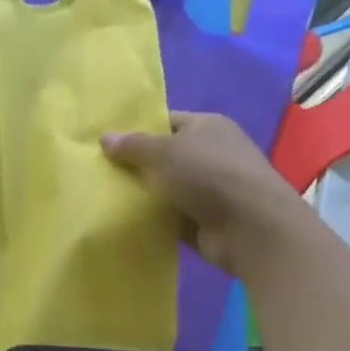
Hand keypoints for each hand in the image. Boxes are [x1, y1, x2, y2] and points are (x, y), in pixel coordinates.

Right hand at [102, 112, 311, 276]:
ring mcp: (210, 187)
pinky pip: (170, 214)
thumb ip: (132, 145)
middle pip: (164, 155)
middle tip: (99, 171)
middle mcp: (211, 153)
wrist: (250, 228)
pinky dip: (152, 217)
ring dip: (142, 193)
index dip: (137, 130)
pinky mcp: (205, 218)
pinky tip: (125, 219)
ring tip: (104, 196)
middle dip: (135, 164)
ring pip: (165, 186)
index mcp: (207, 126)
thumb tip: (104, 137)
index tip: (106, 144)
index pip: (166, 122)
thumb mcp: (164, 151)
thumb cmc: (209, 175)